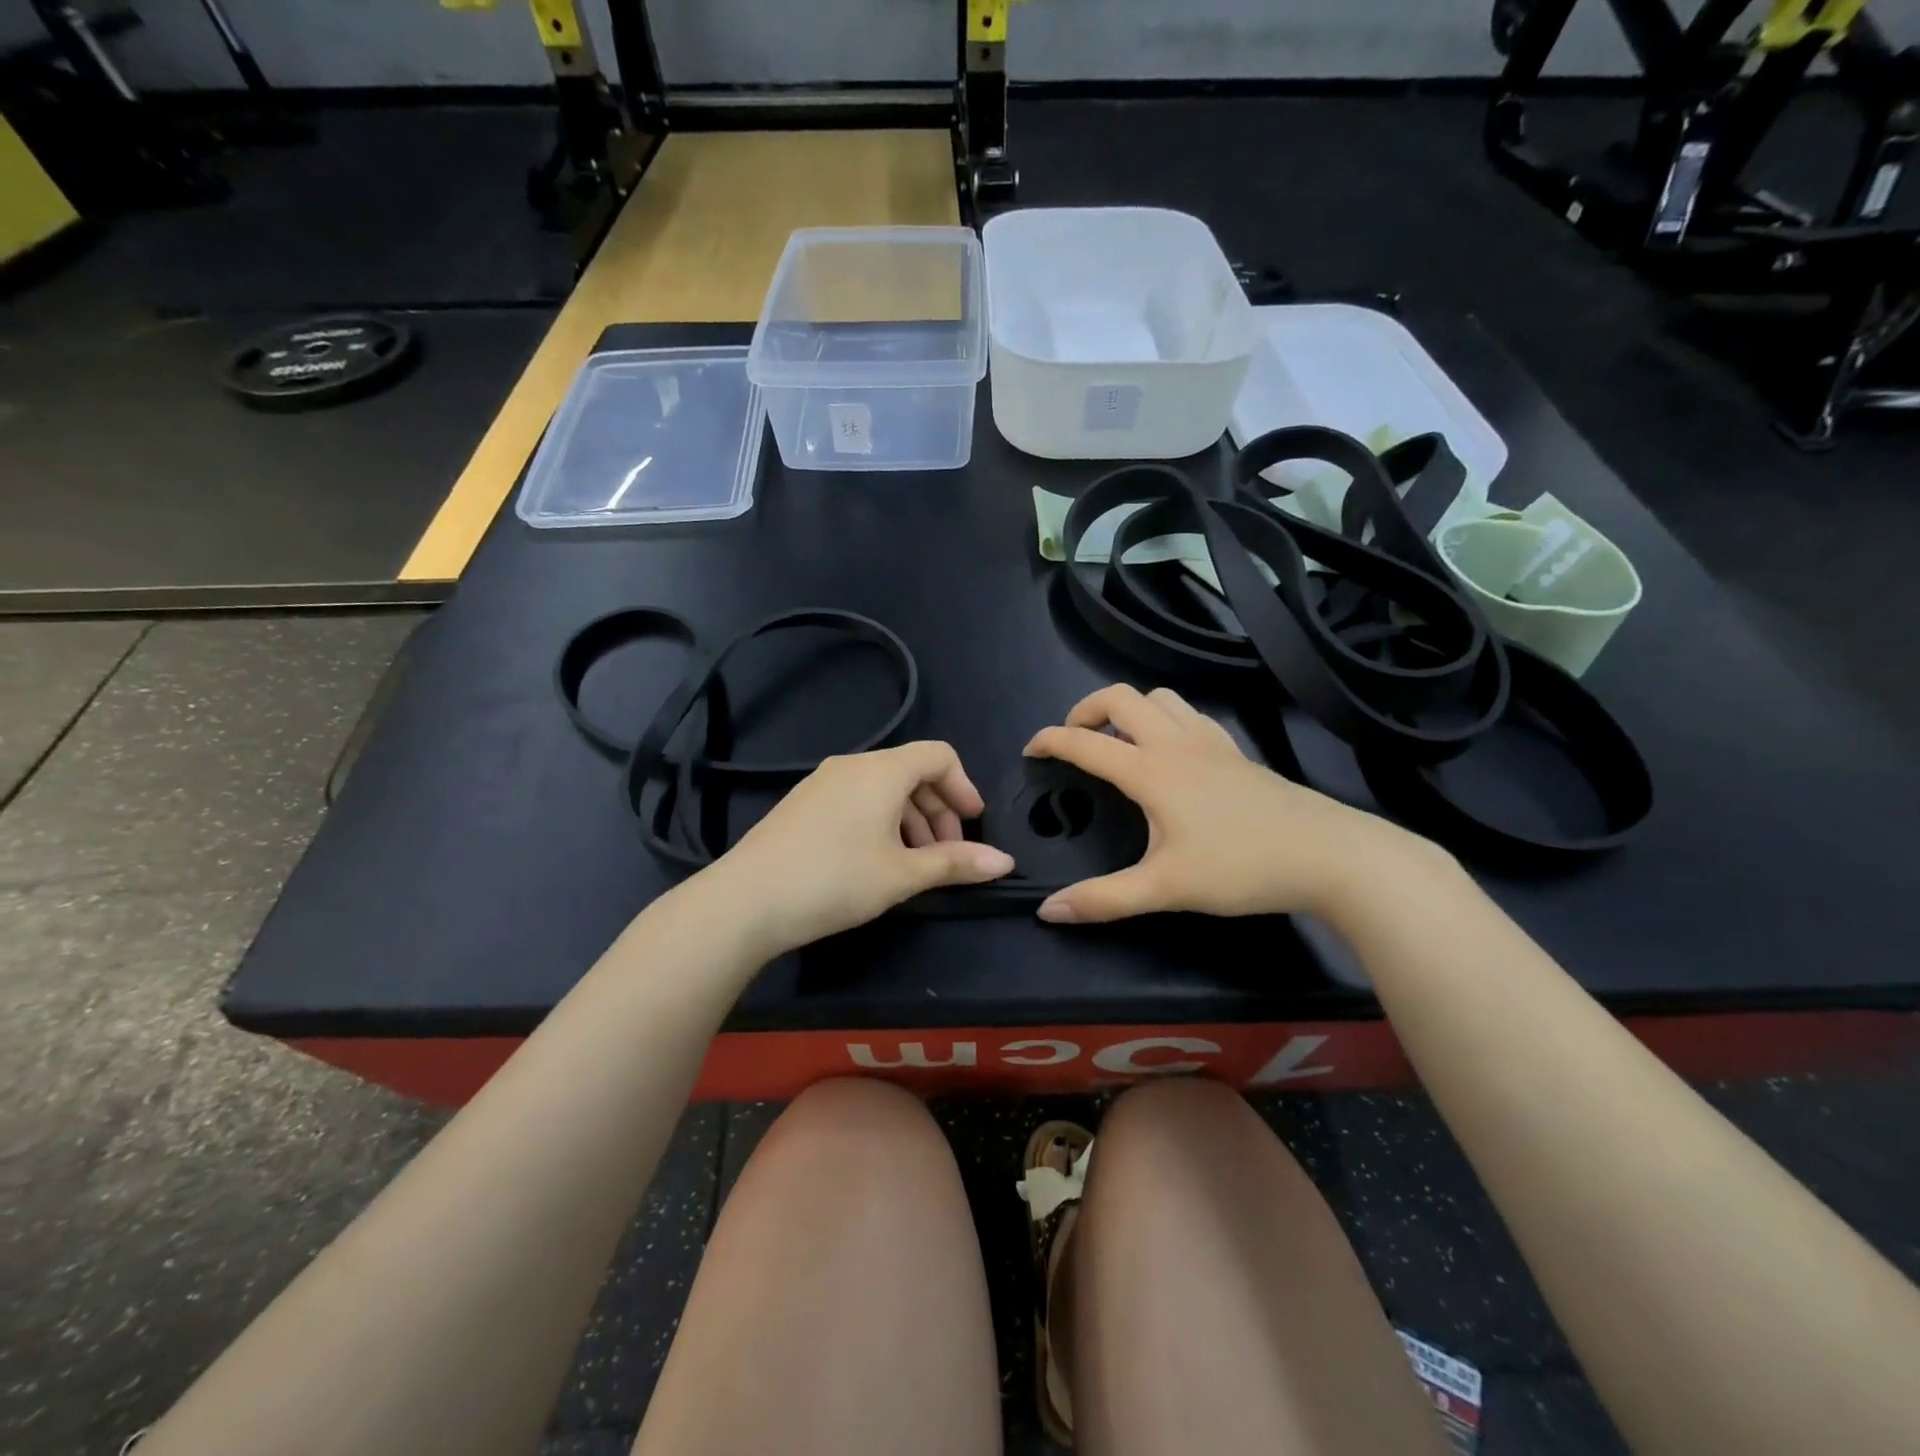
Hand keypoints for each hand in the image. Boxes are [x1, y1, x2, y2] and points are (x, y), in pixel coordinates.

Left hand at [708, 741, 1014, 954]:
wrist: (745, 901)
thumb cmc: (835, 880)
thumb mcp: (903, 874)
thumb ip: (955, 863)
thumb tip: (1006, 862)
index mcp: (882, 770)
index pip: (939, 755)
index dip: (964, 786)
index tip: (974, 824)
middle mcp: (852, 765)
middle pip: (912, 772)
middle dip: (939, 810)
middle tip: (948, 854)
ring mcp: (822, 783)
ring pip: (883, 789)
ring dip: (911, 820)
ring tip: (915, 865)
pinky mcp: (802, 804)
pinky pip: (856, 799)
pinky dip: (881, 821)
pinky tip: (876, 862)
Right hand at [1025, 684, 1427, 922]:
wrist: (1327, 855)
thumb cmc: (1240, 867)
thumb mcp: (1165, 889)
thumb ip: (1103, 899)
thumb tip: (1048, 911)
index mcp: (1150, 770)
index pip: (1085, 743)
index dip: (1050, 741)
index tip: (1030, 750)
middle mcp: (1175, 743)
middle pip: (1120, 698)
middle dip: (1085, 709)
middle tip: (1073, 739)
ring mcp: (1210, 741)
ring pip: (1159, 698)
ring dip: (1128, 709)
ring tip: (1117, 740)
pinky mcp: (1235, 751)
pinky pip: (1189, 714)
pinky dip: (1164, 718)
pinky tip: (1170, 752)